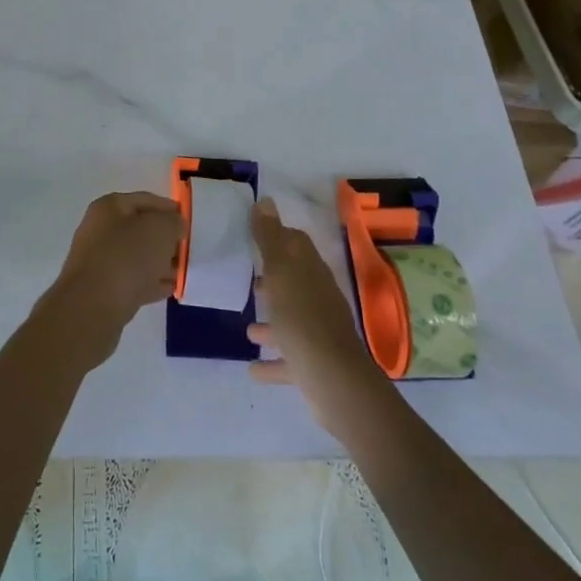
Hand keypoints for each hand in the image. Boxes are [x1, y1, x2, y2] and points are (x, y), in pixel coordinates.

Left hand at [41, 191, 183, 367]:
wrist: (93, 306)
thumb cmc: (127, 257)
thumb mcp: (160, 229)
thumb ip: (173, 222)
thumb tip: (175, 226)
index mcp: (109, 207)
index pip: (145, 200)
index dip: (169, 208)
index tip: (188, 221)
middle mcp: (100, 230)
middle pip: (140, 229)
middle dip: (165, 239)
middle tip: (187, 249)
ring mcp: (99, 261)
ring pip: (136, 257)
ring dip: (159, 263)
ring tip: (182, 271)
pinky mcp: (102, 290)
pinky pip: (132, 281)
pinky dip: (150, 282)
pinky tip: (169, 289)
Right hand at [247, 198, 387, 436]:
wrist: (333, 380)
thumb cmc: (302, 318)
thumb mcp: (280, 271)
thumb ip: (270, 238)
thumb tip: (266, 200)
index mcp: (311, 272)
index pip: (297, 244)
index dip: (278, 237)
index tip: (255, 235)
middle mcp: (318, 298)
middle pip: (295, 282)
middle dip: (273, 280)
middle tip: (248, 280)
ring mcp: (318, 333)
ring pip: (292, 321)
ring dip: (272, 324)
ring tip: (247, 328)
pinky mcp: (314, 364)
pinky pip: (289, 359)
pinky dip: (273, 362)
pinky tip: (253, 369)